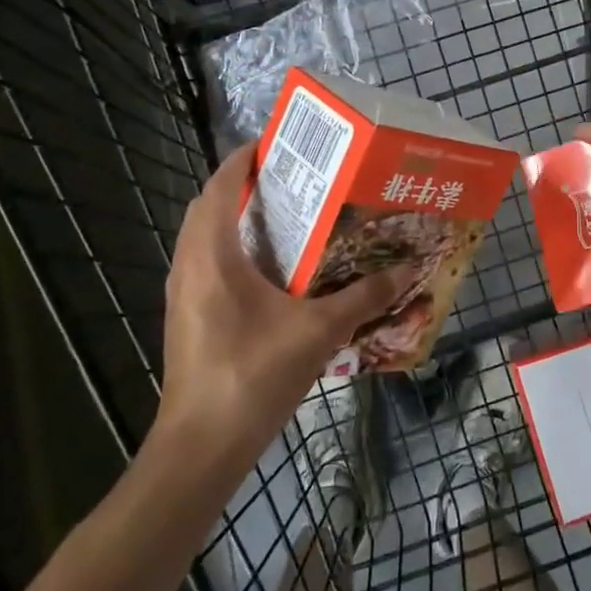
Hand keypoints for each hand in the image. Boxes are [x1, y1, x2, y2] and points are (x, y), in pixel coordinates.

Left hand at [156, 143, 407, 453]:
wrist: (201, 448)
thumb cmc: (254, 376)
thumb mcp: (318, 331)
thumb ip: (364, 297)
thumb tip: (408, 271)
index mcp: (213, 255)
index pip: (223, 186)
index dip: (246, 158)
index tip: (279, 143)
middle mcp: (189, 264)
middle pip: (208, 204)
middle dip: (243, 183)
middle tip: (290, 176)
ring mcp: (182, 292)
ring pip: (203, 234)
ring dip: (234, 214)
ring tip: (283, 211)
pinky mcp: (187, 315)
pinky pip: (205, 260)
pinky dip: (230, 245)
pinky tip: (269, 265)